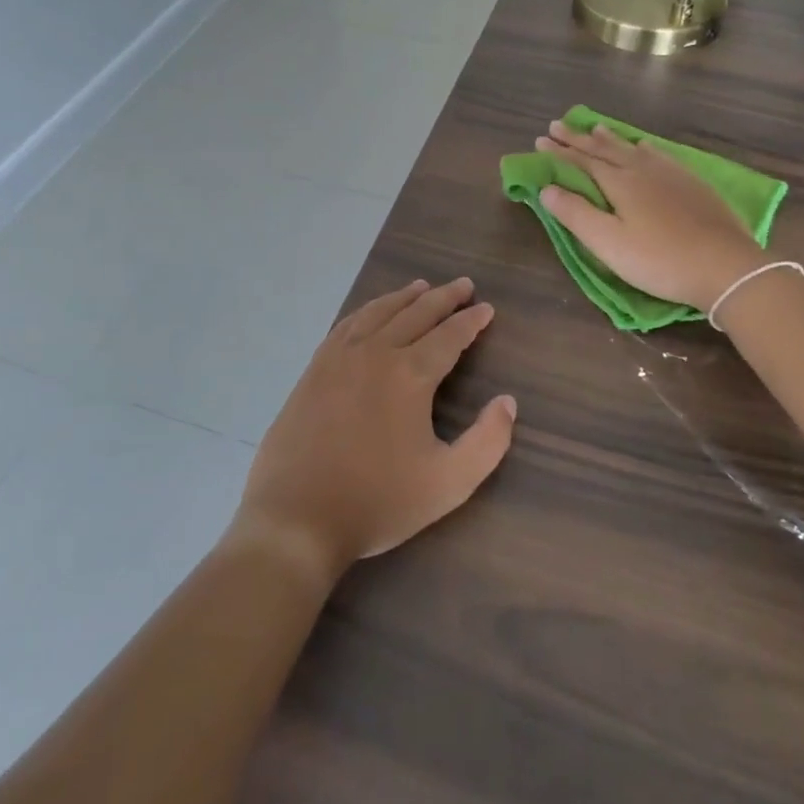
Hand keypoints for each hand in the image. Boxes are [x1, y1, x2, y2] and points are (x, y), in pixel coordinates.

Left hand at [233, 279, 513, 580]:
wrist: (296, 517)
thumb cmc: (377, 502)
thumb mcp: (448, 483)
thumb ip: (488, 442)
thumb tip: (507, 402)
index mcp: (410, 374)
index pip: (450, 336)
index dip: (472, 321)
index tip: (487, 308)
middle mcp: (376, 352)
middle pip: (416, 313)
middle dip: (444, 297)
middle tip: (464, 286)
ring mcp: (340, 357)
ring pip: (379, 312)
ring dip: (405, 297)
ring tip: (422, 286)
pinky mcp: (314, 369)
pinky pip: (347, 324)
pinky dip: (368, 310)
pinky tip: (373, 312)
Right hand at [536, 118, 768, 311]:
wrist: (726, 266)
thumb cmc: (659, 259)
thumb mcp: (608, 243)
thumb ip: (575, 214)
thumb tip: (546, 188)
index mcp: (619, 182)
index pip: (581, 161)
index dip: (559, 152)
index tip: (540, 140)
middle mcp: (642, 169)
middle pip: (604, 149)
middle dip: (579, 138)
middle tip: (558, 125)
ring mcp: (670, 174)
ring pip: (632, 148)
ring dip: (610, 138)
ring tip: (595, 128)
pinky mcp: (692, 183)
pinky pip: (659, 154)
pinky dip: (643, 147)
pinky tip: (645, 146)